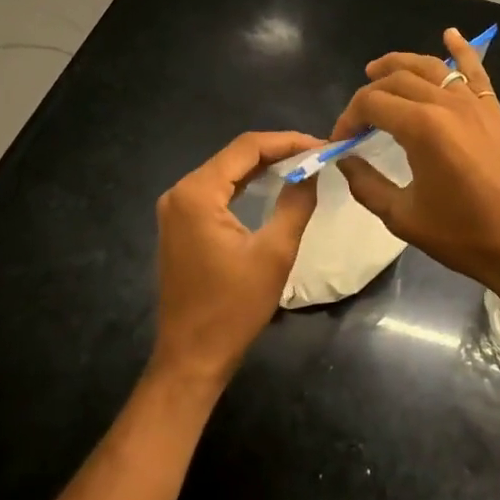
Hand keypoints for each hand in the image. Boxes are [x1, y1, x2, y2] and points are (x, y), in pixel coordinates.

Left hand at [150, 131, 320, 390]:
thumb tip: (312, 170)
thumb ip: (295, 203)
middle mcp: (181, 192)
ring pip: (227, 171)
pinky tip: (274, 183)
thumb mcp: (275, 253)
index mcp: (198, 193)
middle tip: (317, 154)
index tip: (322, 145)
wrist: (192, 358)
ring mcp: (177, 208)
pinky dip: (247, 183)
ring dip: (264, 166)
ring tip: (303, 164)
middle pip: (236, 155)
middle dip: (278, 151)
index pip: (248, 148)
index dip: (288, 141)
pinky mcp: (180, 223)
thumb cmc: (233, 308)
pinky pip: (218, 190)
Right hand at [333, 28, 499, 293]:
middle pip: (397, 80)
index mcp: (422, 128)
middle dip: (370, 92)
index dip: (349, 117)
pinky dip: (461, 49)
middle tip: (357, 117)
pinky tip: (449, 34)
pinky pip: (475, 70)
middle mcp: (447, 104)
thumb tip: (344, 160)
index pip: (372, 103)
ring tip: (378, 69)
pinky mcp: (495, 109)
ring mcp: (475, 102)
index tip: (340, 139)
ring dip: (401, 63)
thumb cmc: (463, 236)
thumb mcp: (403, 216)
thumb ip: (367, 184)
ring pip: (431, 67)